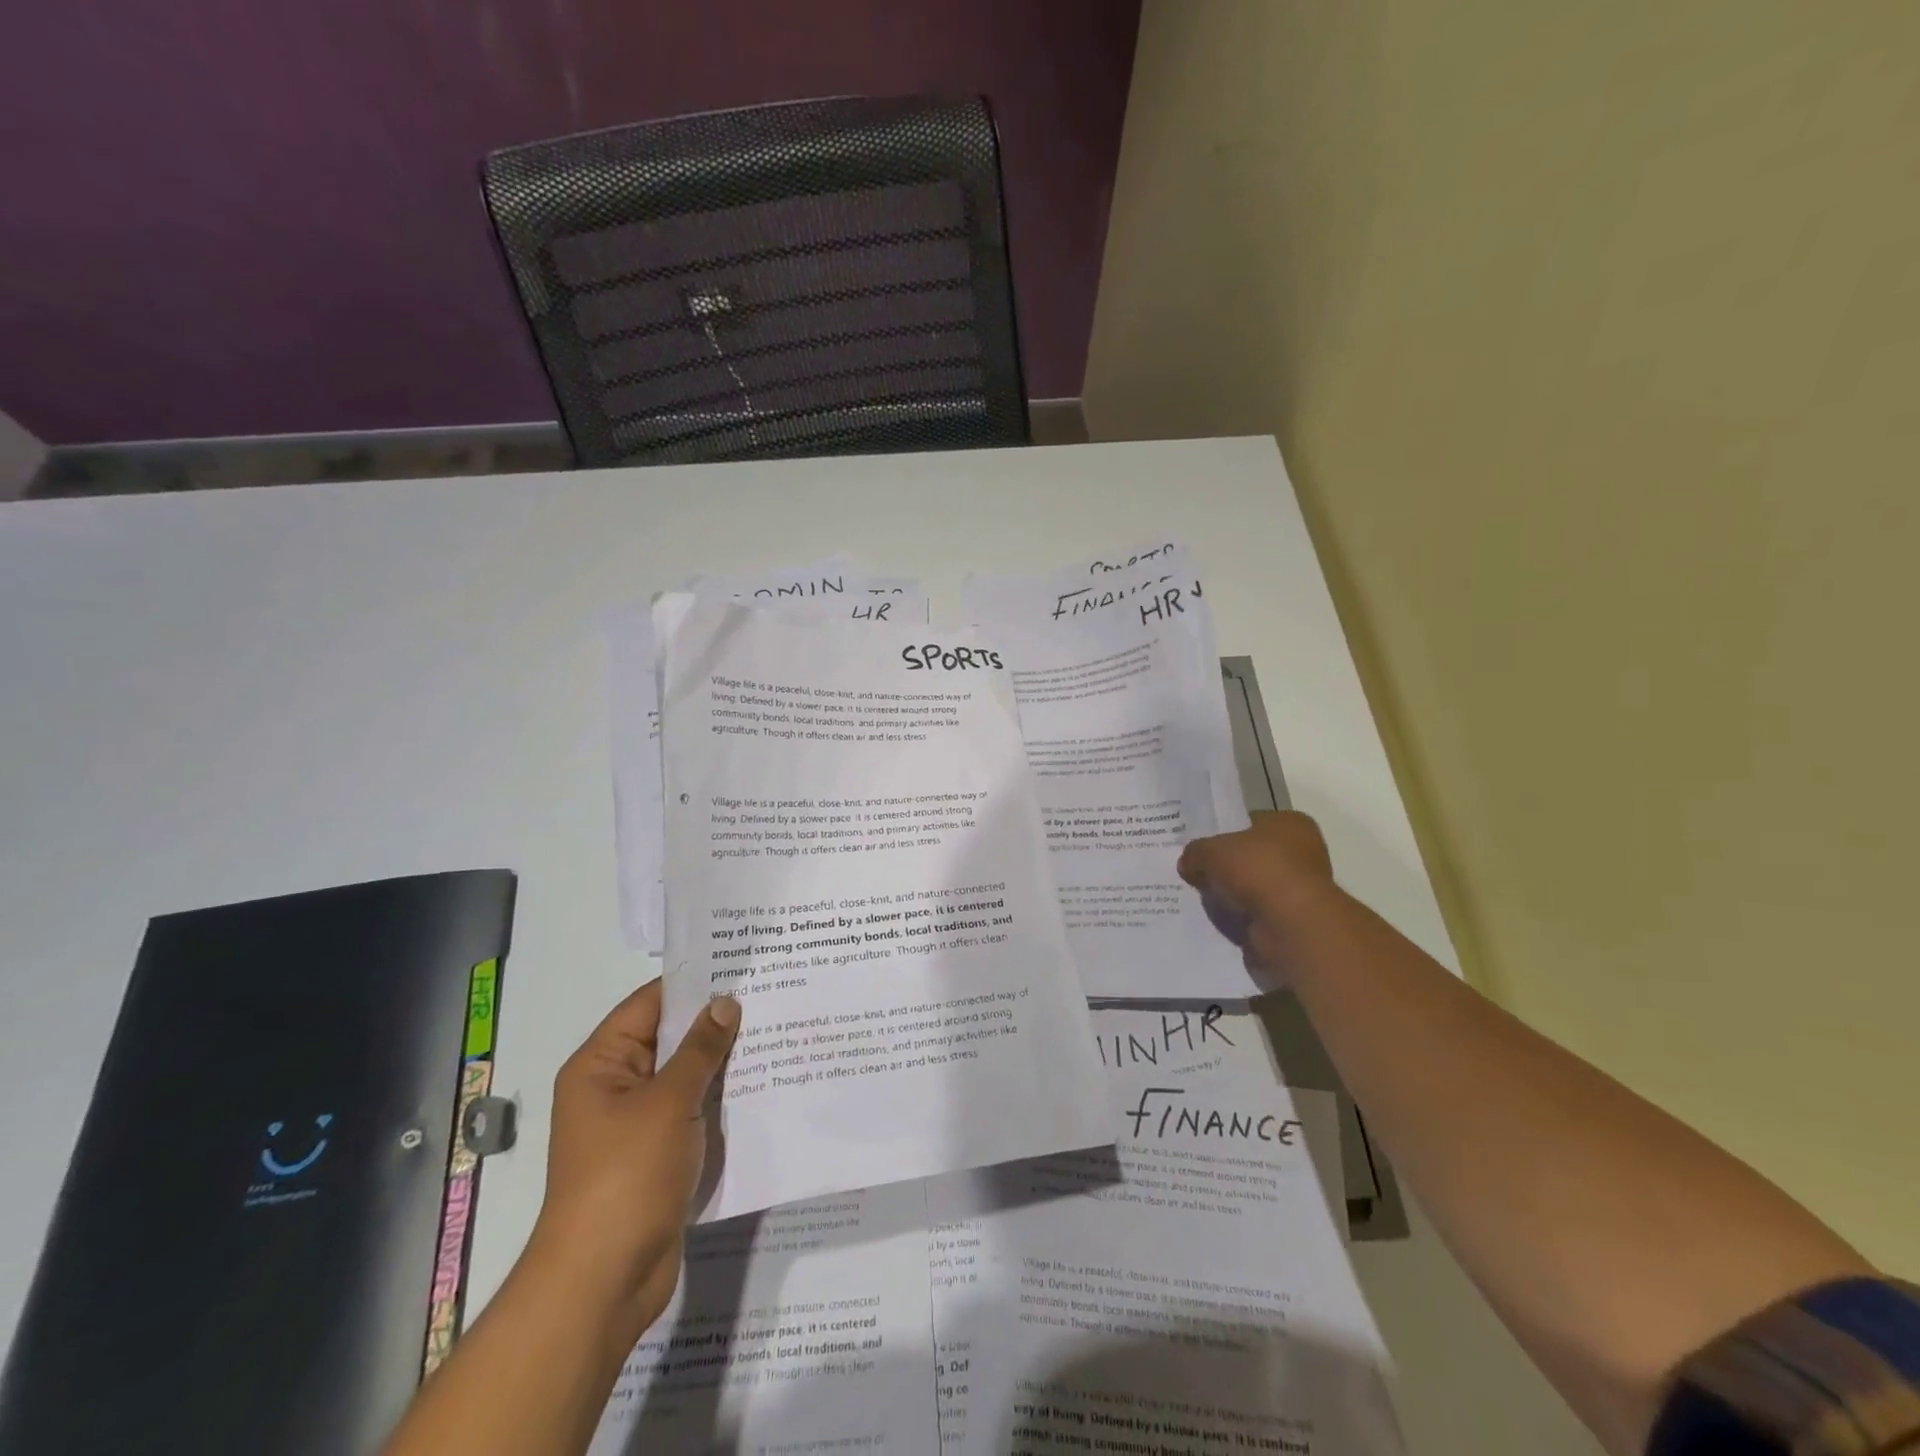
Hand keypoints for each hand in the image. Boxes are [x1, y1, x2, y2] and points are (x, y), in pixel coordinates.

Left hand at [527, 982, 739, 1341]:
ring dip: (723, 1061)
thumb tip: (725, 1003)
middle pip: (670, 1039)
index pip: (650, 1004)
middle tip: (770, 994)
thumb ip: (701, 1049)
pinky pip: (693, 1110)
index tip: (741, 965)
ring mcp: (637, 1123)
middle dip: (716, 1021)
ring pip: (686, 1076)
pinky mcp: (658, 1154)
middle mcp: (615, 1086)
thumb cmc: (627, 1175)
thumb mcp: (668, 1101)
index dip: (693, 984)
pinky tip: (763, 1083)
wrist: (604, 1280)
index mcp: (602, 1064)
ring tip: (776, 1031)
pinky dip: (721, 1097)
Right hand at [1177, 810, 1337, 983]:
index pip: (1251, 822)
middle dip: (1227, 865)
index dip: (1224, 832)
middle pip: (1253, 855)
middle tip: (1196, 871)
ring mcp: (1300, 888)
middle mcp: (1303, 852)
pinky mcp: (1294, 919)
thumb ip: (1196, 852)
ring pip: (1255, 885)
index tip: (1201, 846)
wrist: (1290, 924)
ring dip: (1234, 893)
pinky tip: (1218, 917)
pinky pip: (1258, 912)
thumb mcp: (1211, 851)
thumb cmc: (1257, 869)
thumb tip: (1187, 863)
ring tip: (1202, 897)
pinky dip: (1241, 915)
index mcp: (1290, 823)